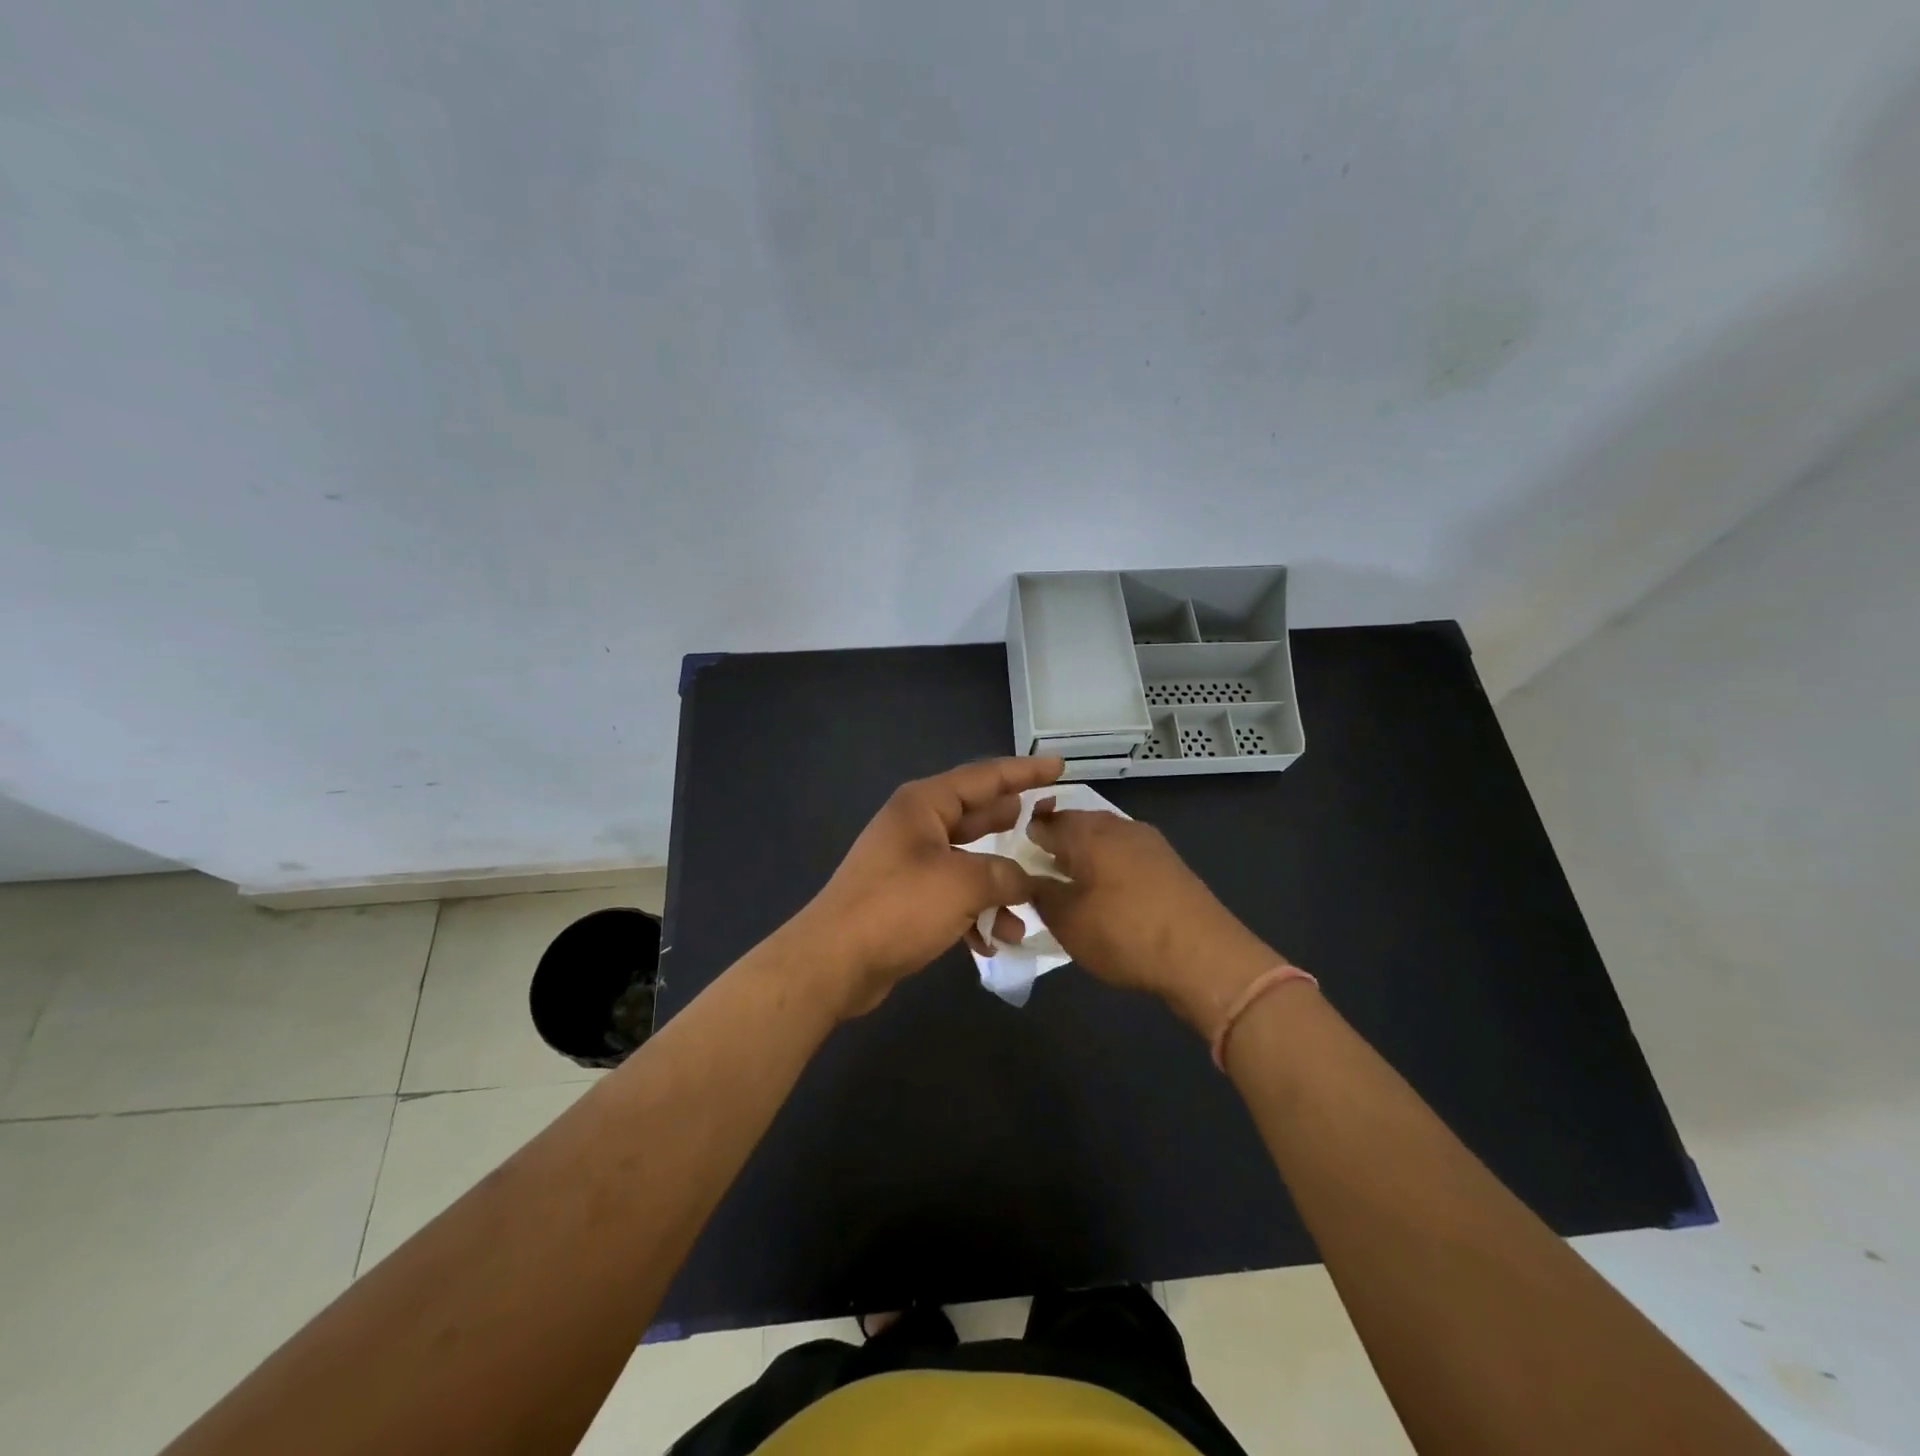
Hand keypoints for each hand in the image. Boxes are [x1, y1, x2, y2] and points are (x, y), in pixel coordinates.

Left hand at [795, 756, 1064, 1017]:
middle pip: (977, 816)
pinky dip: (977, 912)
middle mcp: (917, 826)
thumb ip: (1005, 875)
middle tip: (1054, 822)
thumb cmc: (898, 907)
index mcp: (924, 804)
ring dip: (1000, 884)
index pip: (984, 777)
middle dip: (1015, 824)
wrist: (834, 962)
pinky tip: (998, 939)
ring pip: (969, 861)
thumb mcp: (962, 884)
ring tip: (1035, 901)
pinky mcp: (907, 899)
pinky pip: (954, 895)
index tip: (1059, 765)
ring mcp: (910, 863)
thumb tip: (1028, 881)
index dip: (1024, 771)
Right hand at [1026, 804, 1287, 1034]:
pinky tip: (1108, 892)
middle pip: (1077, 824)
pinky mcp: (1170, 863)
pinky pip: (1127, 854)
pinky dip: (1110, 866)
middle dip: (1058, 842)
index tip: (1014, 855)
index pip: (1045, 821)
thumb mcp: (1067, 921)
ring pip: (1104, 838)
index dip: (1026, 835)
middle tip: (1041, 869)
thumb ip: (1041, 894)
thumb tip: (1029, 878)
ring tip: (1073, 883)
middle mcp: (1118, 826)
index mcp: (1087, 832)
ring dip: (1086, 854)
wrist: (1204, 956)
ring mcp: (1149, 842)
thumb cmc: (1124, 934)